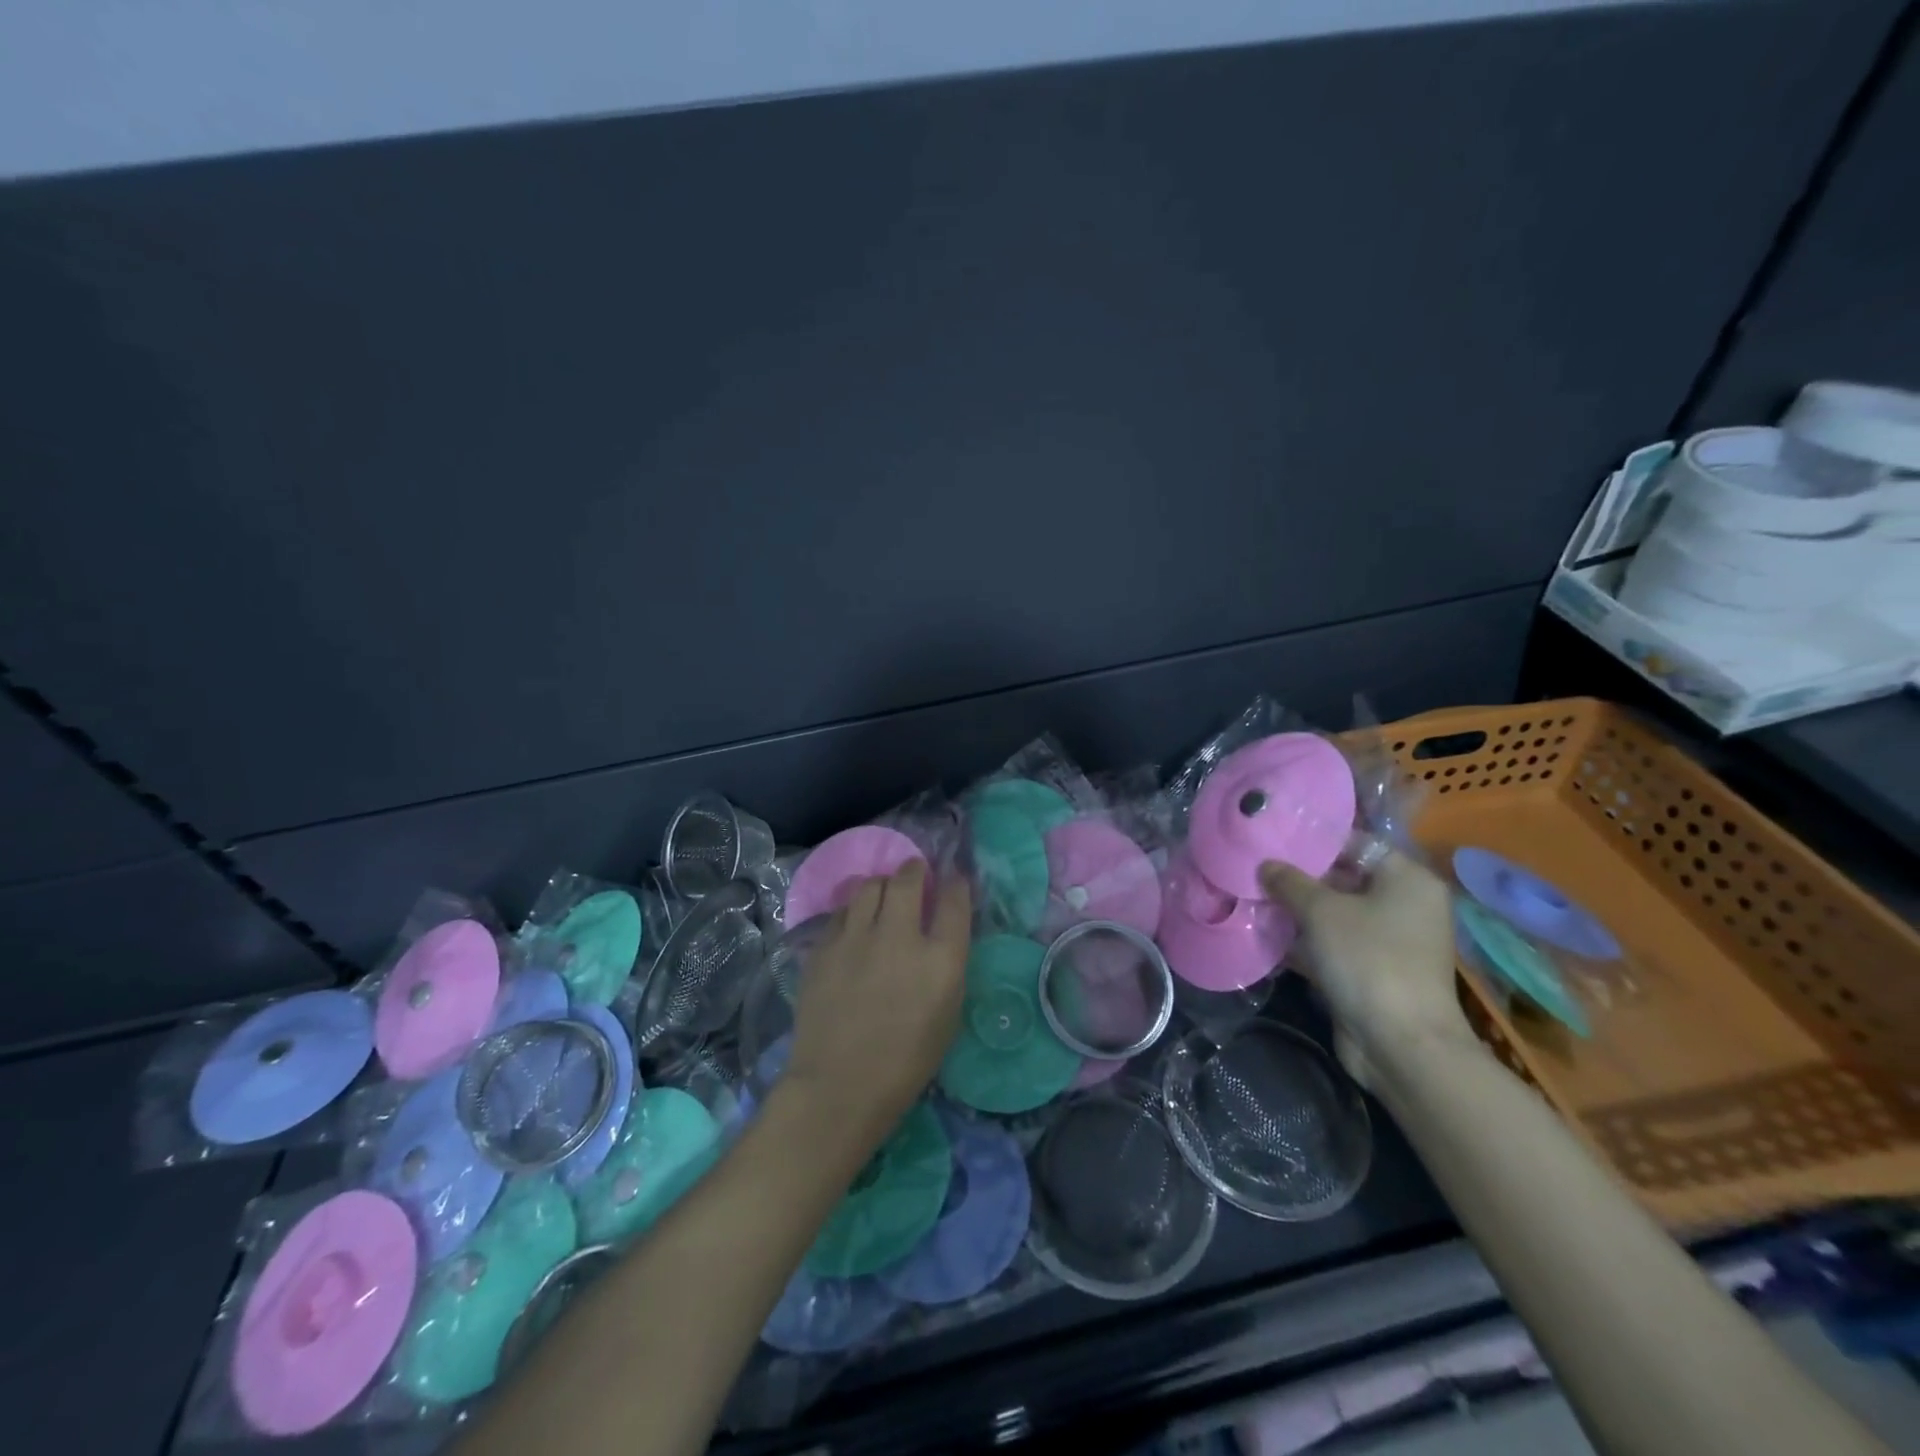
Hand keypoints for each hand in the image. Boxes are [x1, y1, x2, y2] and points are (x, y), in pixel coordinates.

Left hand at [782, 860, 971, 1147]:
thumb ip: (948, 966)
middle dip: (915, 869)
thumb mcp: (948, 1015)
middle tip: (916, 873)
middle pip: (908, 878)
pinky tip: (855, 926)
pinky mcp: (824, 946)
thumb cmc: (906, 1062)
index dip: (956, 883)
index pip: (954, 900)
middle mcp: (900, 936)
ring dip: (882, 885)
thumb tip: (942, 934)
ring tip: (884, 895)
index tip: (953, 878)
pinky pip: (842, 912)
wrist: (839, 1086)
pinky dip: (854, 911)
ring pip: (870, 885)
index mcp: (940, 959)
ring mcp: (856, 938)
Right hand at [1261, 849, 1473, 1086]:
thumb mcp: (1321, 911)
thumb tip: (1265, 865)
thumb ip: (1289, 882)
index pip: (1355, 843)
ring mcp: (1391, 941)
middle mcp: (1405, 905)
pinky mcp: (1374, 971)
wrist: (1401, 1044)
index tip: (1272, 839)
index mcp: (1408, 879)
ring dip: (1297, 911)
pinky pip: (1334, 944)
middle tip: (1255, 869)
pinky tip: (1267, 934)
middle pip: (1344, 878)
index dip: (1313, 841)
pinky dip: (1306, 941)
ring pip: (1336, 914)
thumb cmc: (1368, 960)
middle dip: (1299, 878)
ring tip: (1253, 897)